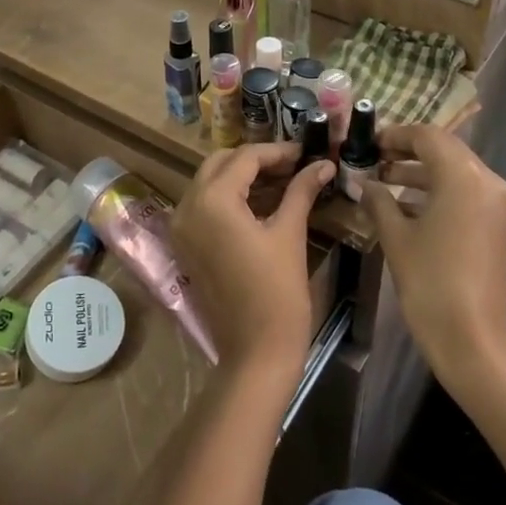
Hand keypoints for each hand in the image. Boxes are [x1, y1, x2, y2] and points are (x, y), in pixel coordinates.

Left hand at [170, 142, 334, 376]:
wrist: (256, 352)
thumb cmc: (277, 292)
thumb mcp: (289, 234)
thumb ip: (302, 191)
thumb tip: (324, 164)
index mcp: (212, 200)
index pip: (245, 157)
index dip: (278, 151)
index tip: (306, 153)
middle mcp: (187, 207)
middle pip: (221, 163)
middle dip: (256, 160)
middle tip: (293, 166)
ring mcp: (181, 228)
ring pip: (210, 182)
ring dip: (242, 177)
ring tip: (283, 181)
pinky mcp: (185, 246)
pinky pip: (204, 206)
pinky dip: (229, 197)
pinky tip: (261, 203)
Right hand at [358, 123, 505, 388]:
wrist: (471, 339)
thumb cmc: (430, 281)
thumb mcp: (396, 236)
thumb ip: (379, 200)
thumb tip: (364, 183)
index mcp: (464, 177)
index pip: (428, 137)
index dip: (396, 135)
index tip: (370, 143)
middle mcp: (488, 182)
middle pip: (445, 151)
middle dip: (408, 152)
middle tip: (374, 159)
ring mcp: (496, 205)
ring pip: (455, 172)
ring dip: (421, 173)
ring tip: (383, 181)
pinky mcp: (496, 226)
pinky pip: (464, 194)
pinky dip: (437, 192)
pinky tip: (405, 206)